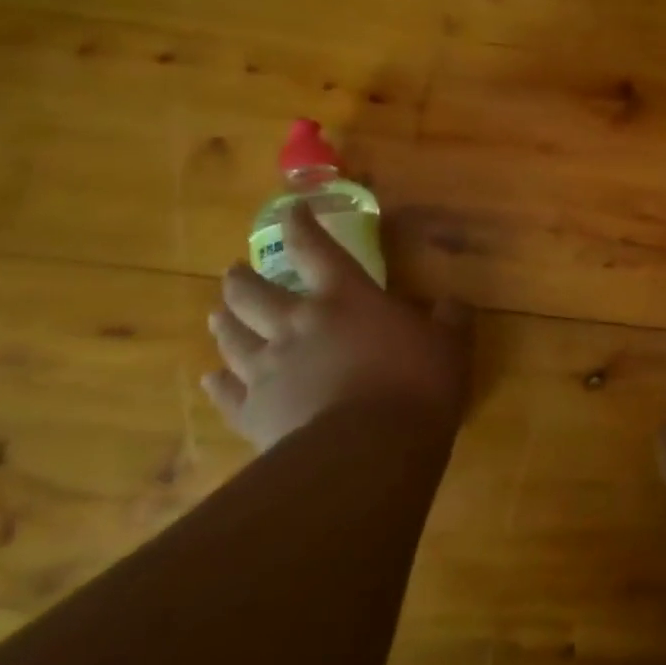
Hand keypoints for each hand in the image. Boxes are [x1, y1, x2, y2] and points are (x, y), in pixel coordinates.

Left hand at [202, 203, 469, 452]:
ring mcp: (268, 371)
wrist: (367, 453)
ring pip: (232, 338)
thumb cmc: (415, 385)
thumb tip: (453, 303)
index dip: (301, 225)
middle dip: (242, 279)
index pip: (316, 249)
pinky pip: (227, 394)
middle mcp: (297, 325)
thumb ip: (450, 319)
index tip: (291, 211)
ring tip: (217, 313)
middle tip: (234, 272)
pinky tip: (212, 378)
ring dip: (225, 322)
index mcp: (345, 298)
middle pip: (253, 294)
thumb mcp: (450, 345)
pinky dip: (219, 383)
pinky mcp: (255, 414)